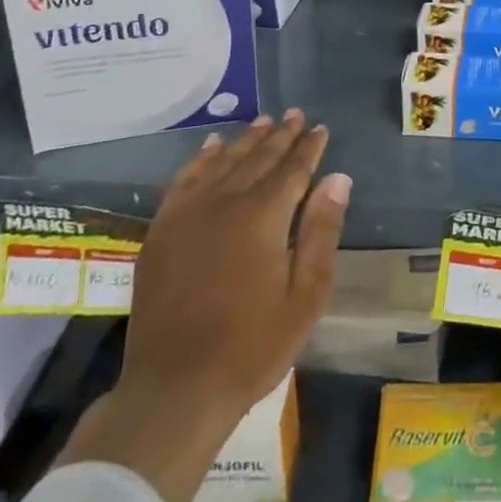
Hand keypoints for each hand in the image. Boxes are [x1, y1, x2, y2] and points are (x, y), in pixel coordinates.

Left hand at [58, 110, 351, 501]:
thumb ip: (321, 231)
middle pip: (258, 158)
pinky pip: (184, 180)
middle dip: (281, 135)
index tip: (321, 128)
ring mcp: (188, 213)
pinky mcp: (162, 230)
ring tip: (263, 121)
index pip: (293, 169)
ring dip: (246, 140)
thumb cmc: (252, 345)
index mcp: (263, 216)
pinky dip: (201, 159)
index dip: (309, 148)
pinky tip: (211, 147)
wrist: (175, 387)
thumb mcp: (305, 295)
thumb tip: (338, 178)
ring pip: (223, 162)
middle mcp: (225, 202)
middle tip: (295, 114)